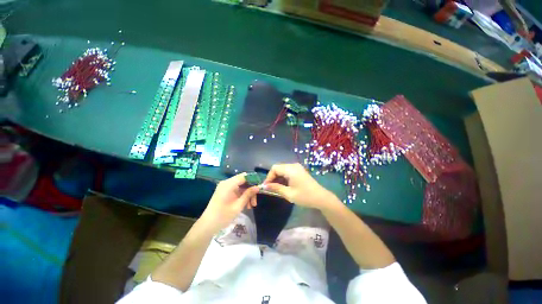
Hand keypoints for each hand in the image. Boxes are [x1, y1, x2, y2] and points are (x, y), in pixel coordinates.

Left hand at [200, 173, 259, 232]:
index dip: (253, 180)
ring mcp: (225, 187)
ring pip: (241, 187)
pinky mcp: (225, 192)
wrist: (208, 225)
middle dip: (251, 190)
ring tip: (251, 206)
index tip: (260, 187)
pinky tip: (246, 205)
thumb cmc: (223, 216)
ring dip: (247, 194)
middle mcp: (227, 183)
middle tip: (255, 202)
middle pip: (243, 181)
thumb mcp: (238, 205)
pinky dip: (242, 196)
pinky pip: (237, 190)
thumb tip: (258, 187)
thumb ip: (248, 194)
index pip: (244, 176)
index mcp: (229, 184)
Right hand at [263, 163, 336, 209]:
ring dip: (278, 178)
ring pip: (282, 169)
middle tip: (270, 188)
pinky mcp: (299, 171)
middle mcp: (293, 165)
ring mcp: (297, 167)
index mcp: (291, 169)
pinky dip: (283, 177)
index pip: (274, 168)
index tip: (266, 187)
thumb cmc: (305, 197)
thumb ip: (276, 188)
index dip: (268, 177)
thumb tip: (265, 186)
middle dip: (272, 177)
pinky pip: (287, 171)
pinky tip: (283, 185)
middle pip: (278, 168)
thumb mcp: (289, 194)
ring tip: (276, 188)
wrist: (321, 198)